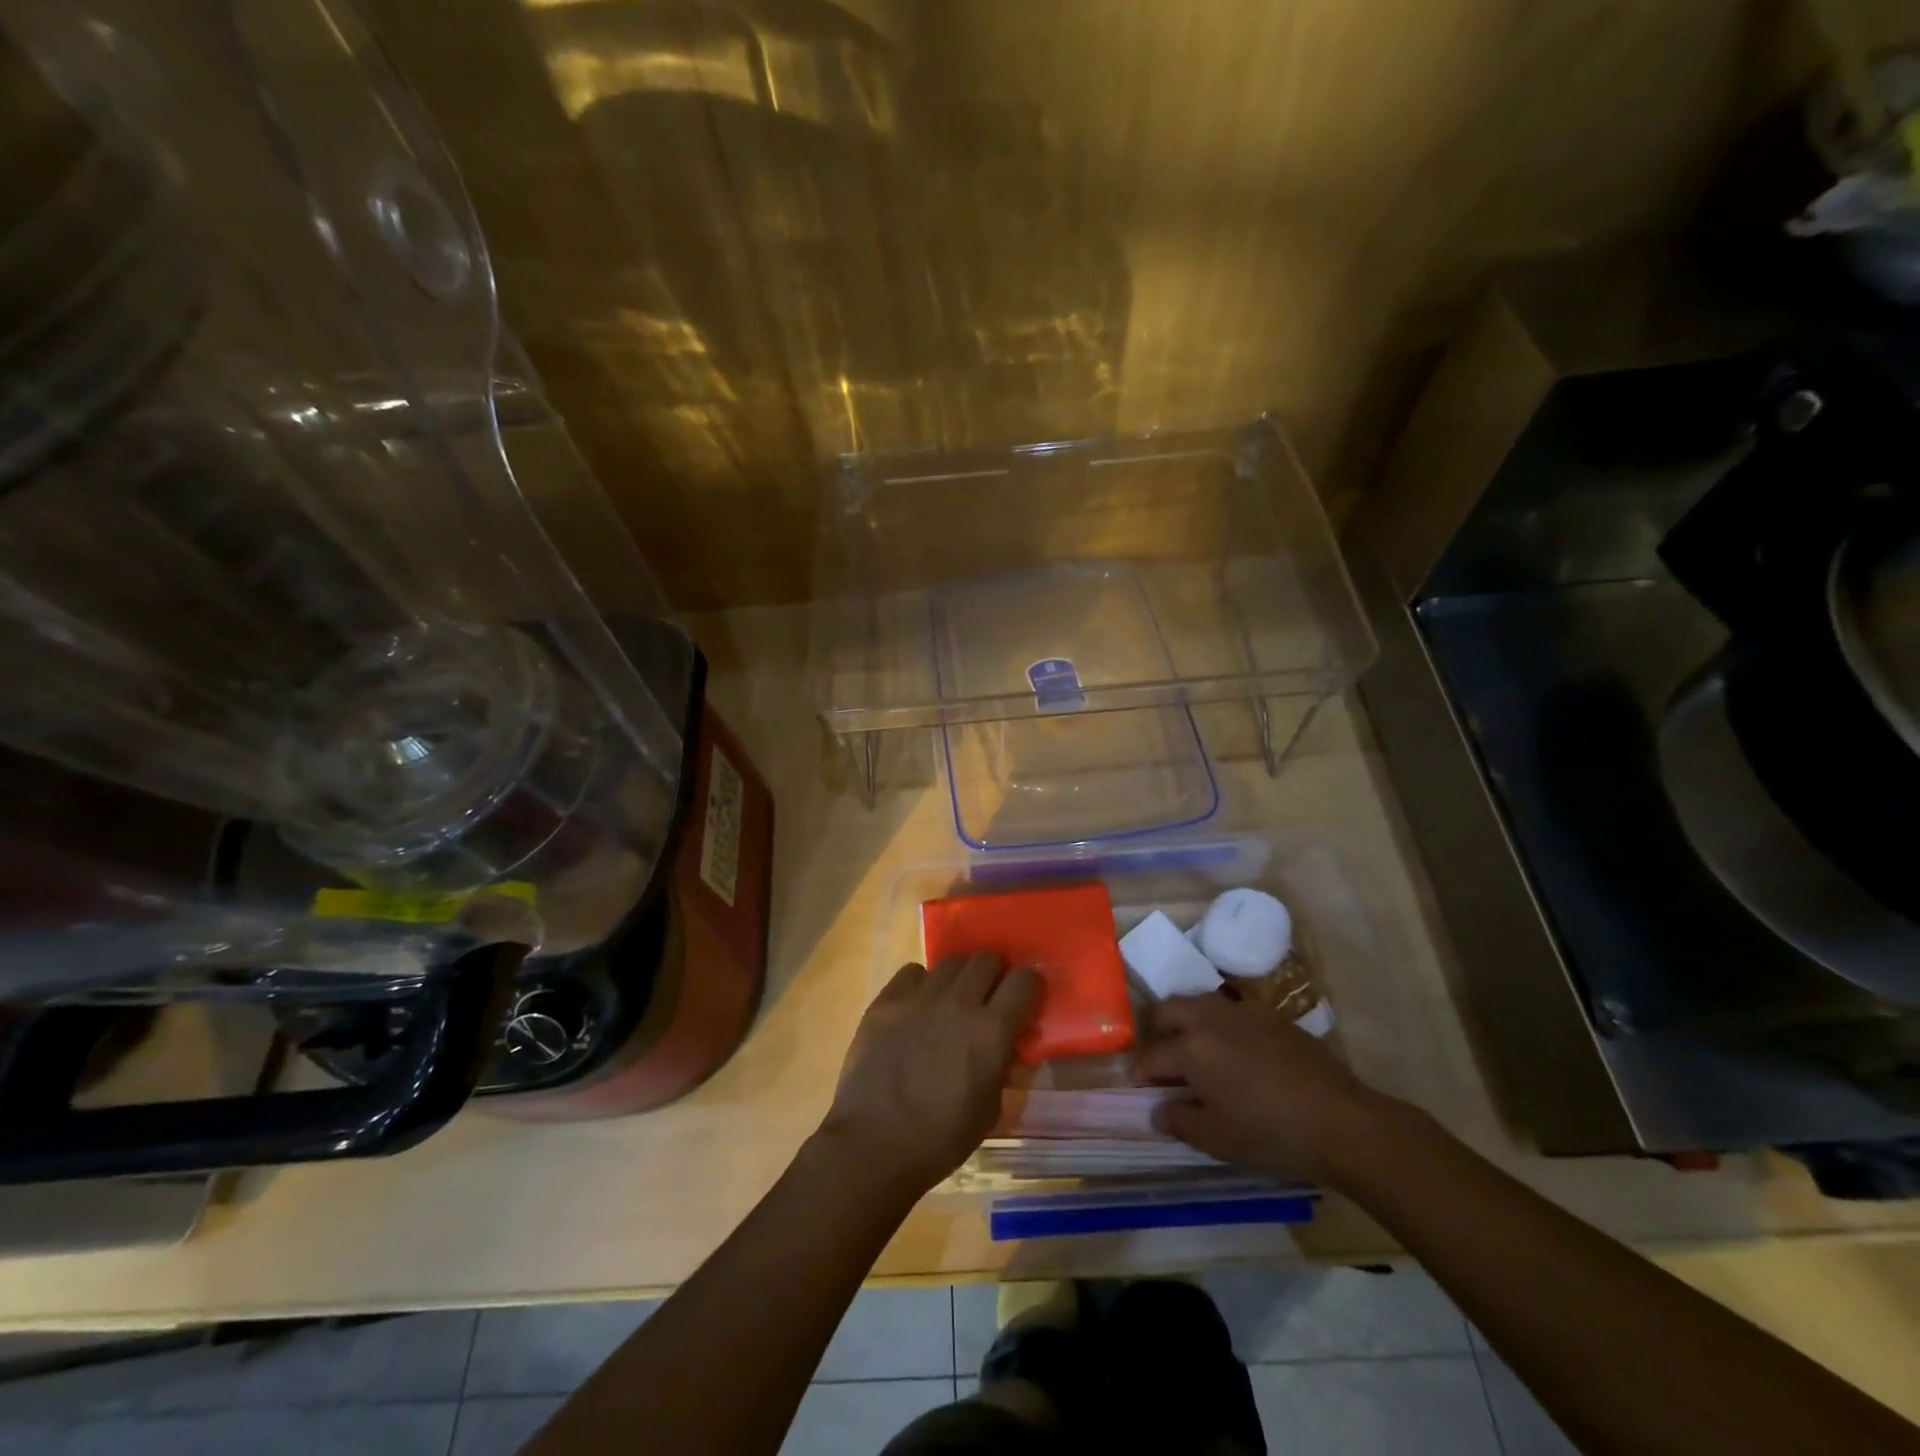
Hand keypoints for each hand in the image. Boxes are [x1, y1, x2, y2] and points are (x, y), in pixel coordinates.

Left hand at [820, 954, 1039, 1196]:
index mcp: (991, 1031)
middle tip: (989, 996)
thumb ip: (1001, 1065)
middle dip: (995, 974)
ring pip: (951, 961)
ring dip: (960, 977)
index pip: (1024, 981)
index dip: (1029, 985)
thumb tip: (1003, 1044)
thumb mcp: (990, 1110)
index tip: (1025, 996)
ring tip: (952, 1000)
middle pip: (987, 960)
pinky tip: (917, 1007)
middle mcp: (959, 1002)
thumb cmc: (940, 1139)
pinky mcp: (886, 1000)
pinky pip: (913, 973)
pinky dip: (922, 984)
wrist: (873, 1145)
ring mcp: (919, 997)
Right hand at [1134, 992, 1390, 1184]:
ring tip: (1194, 1050)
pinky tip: (1234, 1051)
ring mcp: (1242, 1012)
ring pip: (1199, 1003)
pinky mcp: (1271, 1015)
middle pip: (1168, 1010)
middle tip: (1161, 1058)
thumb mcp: (1218, 1139)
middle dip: (1156, 1030)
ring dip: (1187, 1021)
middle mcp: (1210, 1018)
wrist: (1342, 1121)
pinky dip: (1219, 1024)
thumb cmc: (1271, 1133)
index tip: (1140, 1087)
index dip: (1141, 1073)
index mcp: (1191, 1047)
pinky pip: (1231, 1009)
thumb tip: (1158, 1111)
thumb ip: (1180, 1121)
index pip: (1152, 1055)